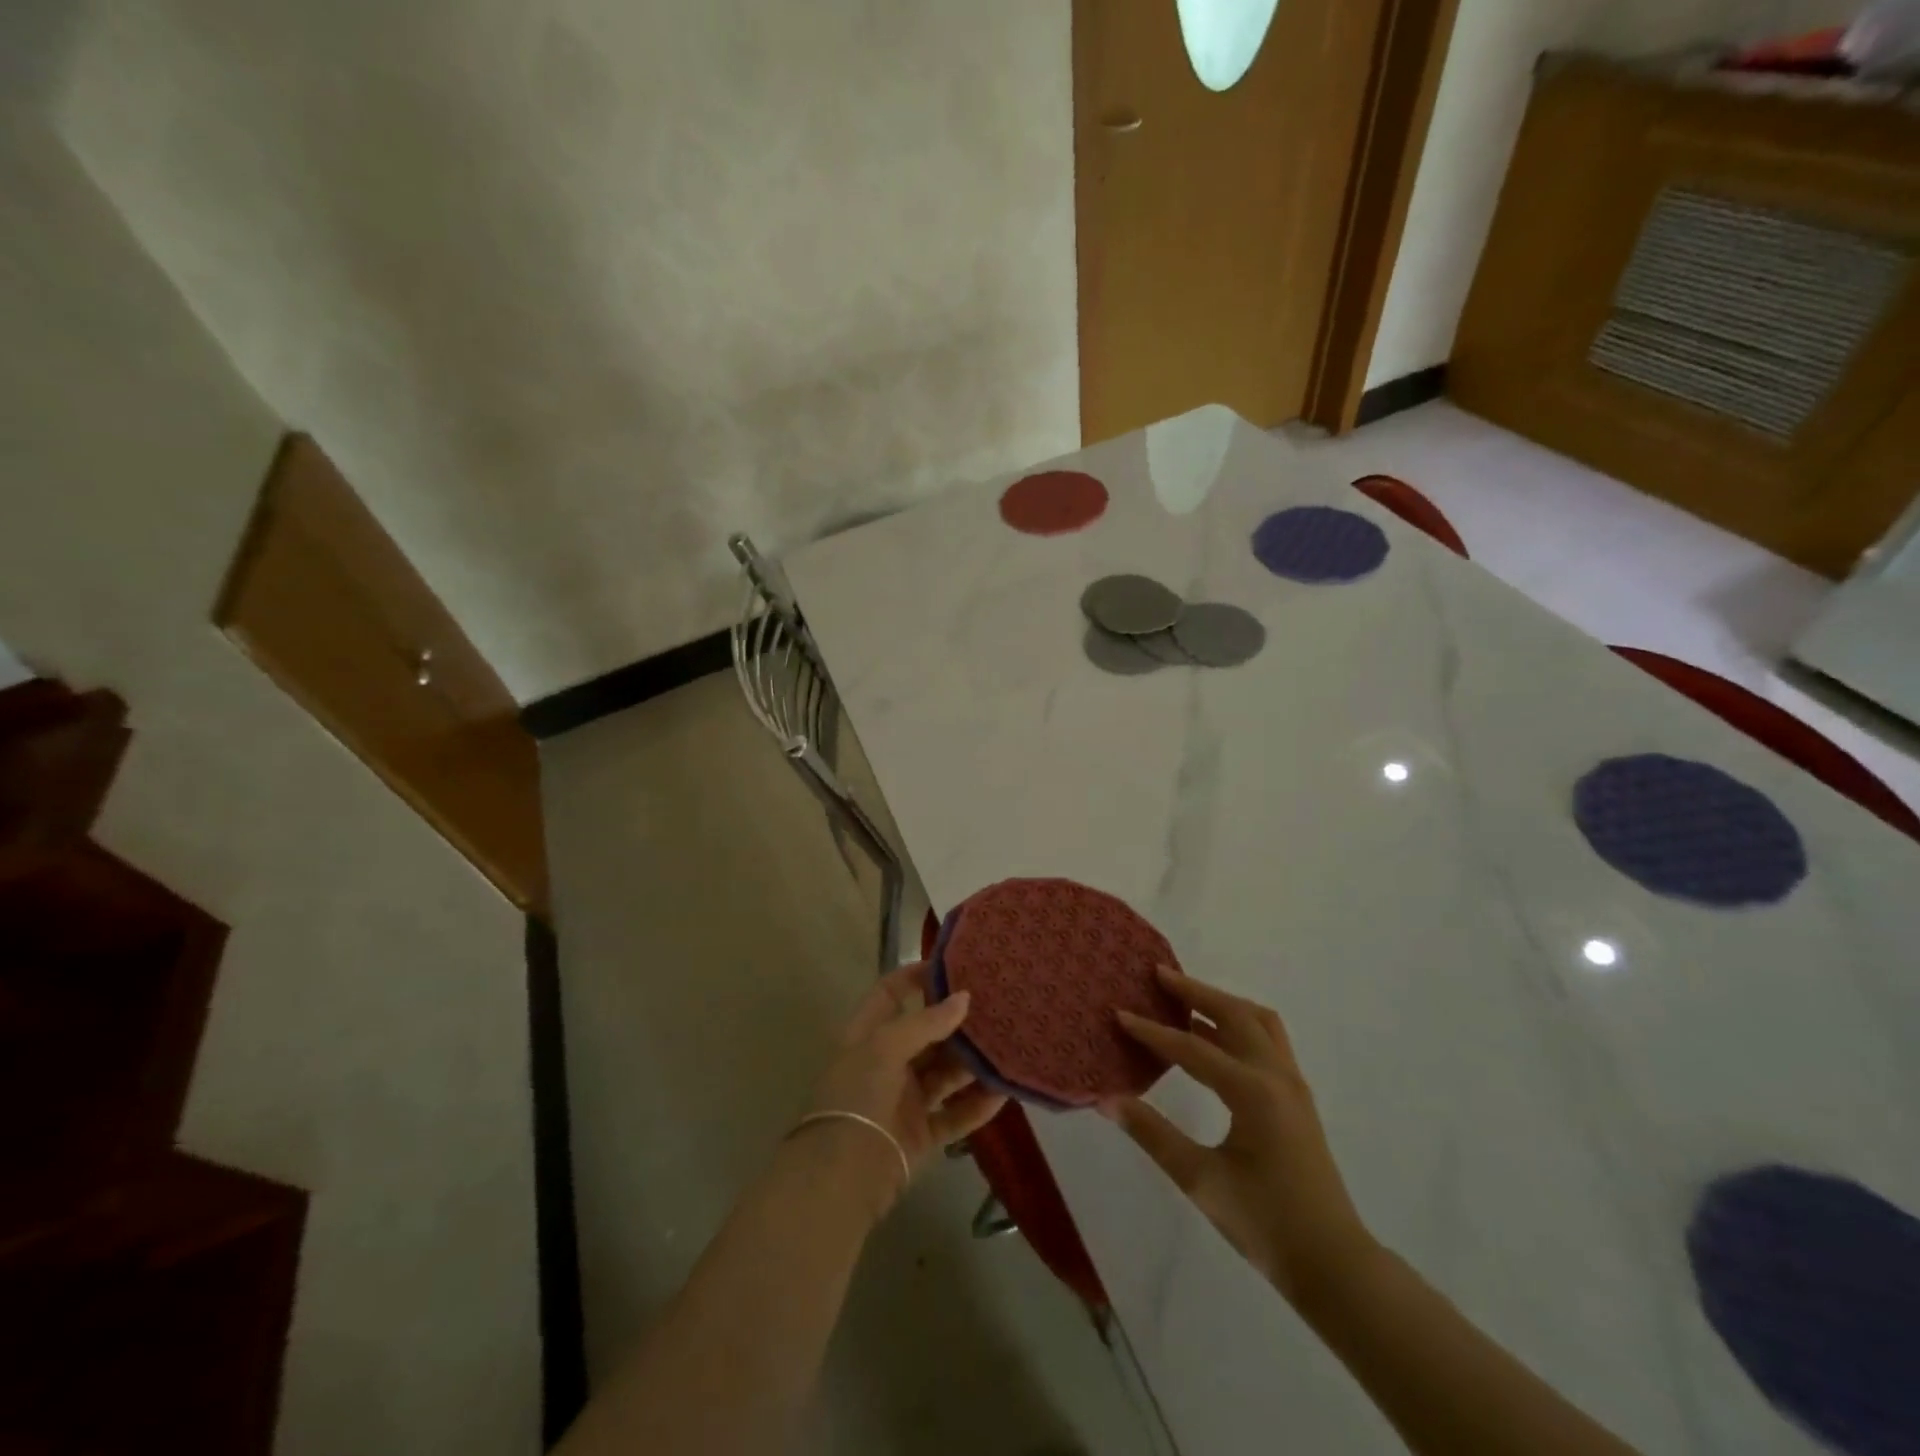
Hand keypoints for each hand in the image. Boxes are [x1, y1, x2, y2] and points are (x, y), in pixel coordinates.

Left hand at [801, 962, 1006, 1216]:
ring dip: (972, 1063)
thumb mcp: (885, 1046)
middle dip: (956, 1023)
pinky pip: (955, 1114)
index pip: (890, 994)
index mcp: (868, 1036)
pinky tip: (1003, 1093)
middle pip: (926, 1035)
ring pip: (945, 1074)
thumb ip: (926, 1022)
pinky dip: (977, 1105)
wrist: (843, 1175)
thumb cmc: (858, 1095)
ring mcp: (904, 1100)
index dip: (915, 977)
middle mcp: (887, 1063)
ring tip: (1006, 1046)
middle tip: (994, 1006)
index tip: (952, 967)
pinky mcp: (921, 1134)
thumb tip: (964, 998)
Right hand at [1104, 966, 1376, 1308]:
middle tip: (1159, 975)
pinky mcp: (1297, 1097)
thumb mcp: (1201, 1180)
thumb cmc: (1264, 1223)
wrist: (1333, 1264)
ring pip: (1258, 1021)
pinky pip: (1268, 1040)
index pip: (1193, 1047)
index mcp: (1252, 1091)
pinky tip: (1216, 1037)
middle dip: (1195, 991)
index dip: (1152, 1031)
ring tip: (1187, 998)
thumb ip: (1152, 1134)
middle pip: (1234, 1014)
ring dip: (1223, 1002)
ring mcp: (1292, 1084)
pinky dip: (1240, 1023)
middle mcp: (1276, 1075)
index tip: (1119, 1014)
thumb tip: (1107, 1100)